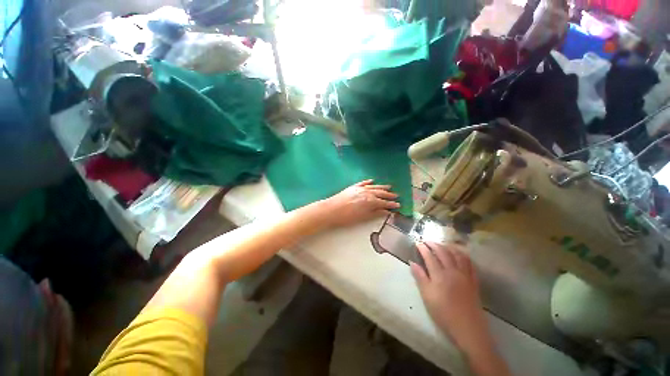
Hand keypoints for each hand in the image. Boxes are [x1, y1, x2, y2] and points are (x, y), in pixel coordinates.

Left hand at [319, 180, 400, 226]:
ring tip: (389, 187)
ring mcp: (360, 188)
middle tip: (396, 195)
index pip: (384, 202)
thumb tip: (387, 211)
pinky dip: (368, 182)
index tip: (398, 205)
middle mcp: (367, 192)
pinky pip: (363, 183)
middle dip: (389, 195)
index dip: (391, 204)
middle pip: (380, 193)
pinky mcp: (353, 187)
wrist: (331, 209)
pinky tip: (372, 181)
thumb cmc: (347, 217)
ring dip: (382, 187)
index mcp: (370, 201)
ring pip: (374, 186)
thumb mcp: (363, 217)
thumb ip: (375, 213)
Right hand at [410, 242, 488, 351]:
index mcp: (440, 275)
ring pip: (457, 255)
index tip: (417, 243)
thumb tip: (412, 263)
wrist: (468, 329)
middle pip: (443, 252)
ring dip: (449, 247)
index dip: (423, 248)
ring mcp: (465, 275)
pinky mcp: (474, 281)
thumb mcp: (427, 296)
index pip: (429, 256)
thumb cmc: (444, 313)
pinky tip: (460, 255)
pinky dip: (463, 255)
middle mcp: (453, 271)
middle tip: (427, 241)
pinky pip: (470, 263)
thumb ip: (420, 277)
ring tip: (442, 244)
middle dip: (434, 244)